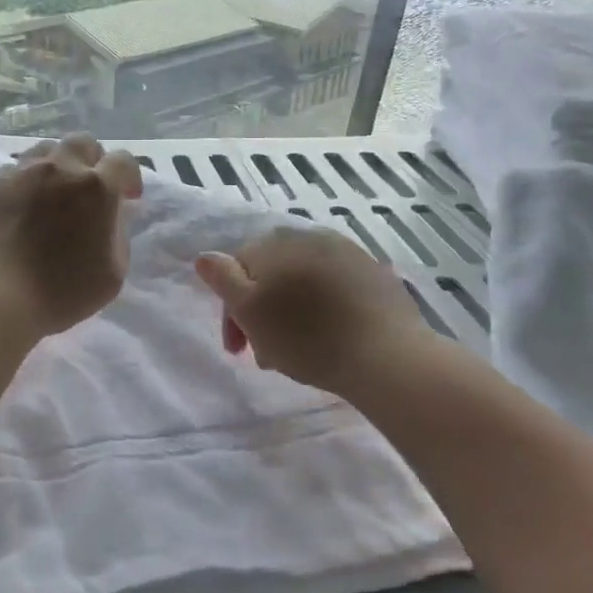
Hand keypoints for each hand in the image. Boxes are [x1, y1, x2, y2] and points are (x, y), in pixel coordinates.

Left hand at [0, 133, 143, 336]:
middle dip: (91, 160)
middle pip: (81, 143)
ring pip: (44, 152)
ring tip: (50, 195)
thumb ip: (117, 233)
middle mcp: (59, 168)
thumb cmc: (63, 290)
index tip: (127, 197)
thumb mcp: (113, 271)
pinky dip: (22, 186)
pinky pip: (12, 173)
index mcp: (96, 187)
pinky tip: (17, 211)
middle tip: (87, 189)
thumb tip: (111, 215)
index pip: (123, 161)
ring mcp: (20, 173)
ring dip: (55, 168)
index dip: (129, 176)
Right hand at [194, 225, 431, 395]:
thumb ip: (223, 279)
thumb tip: (204, 257)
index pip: (237, 270)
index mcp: (275, 243)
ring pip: (303, 282)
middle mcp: (309, 236)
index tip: (237, 350)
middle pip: (271, 275)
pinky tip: (331, 335)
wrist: (387, 355)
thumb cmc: (307, 337)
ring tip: (298, 353)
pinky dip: (324, 309)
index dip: (231, 311)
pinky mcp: (375, 274)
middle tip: (266, 356)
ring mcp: (347, 252)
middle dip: (262, 314)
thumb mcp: (250, 310)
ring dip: (292, 313)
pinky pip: (335, 288)